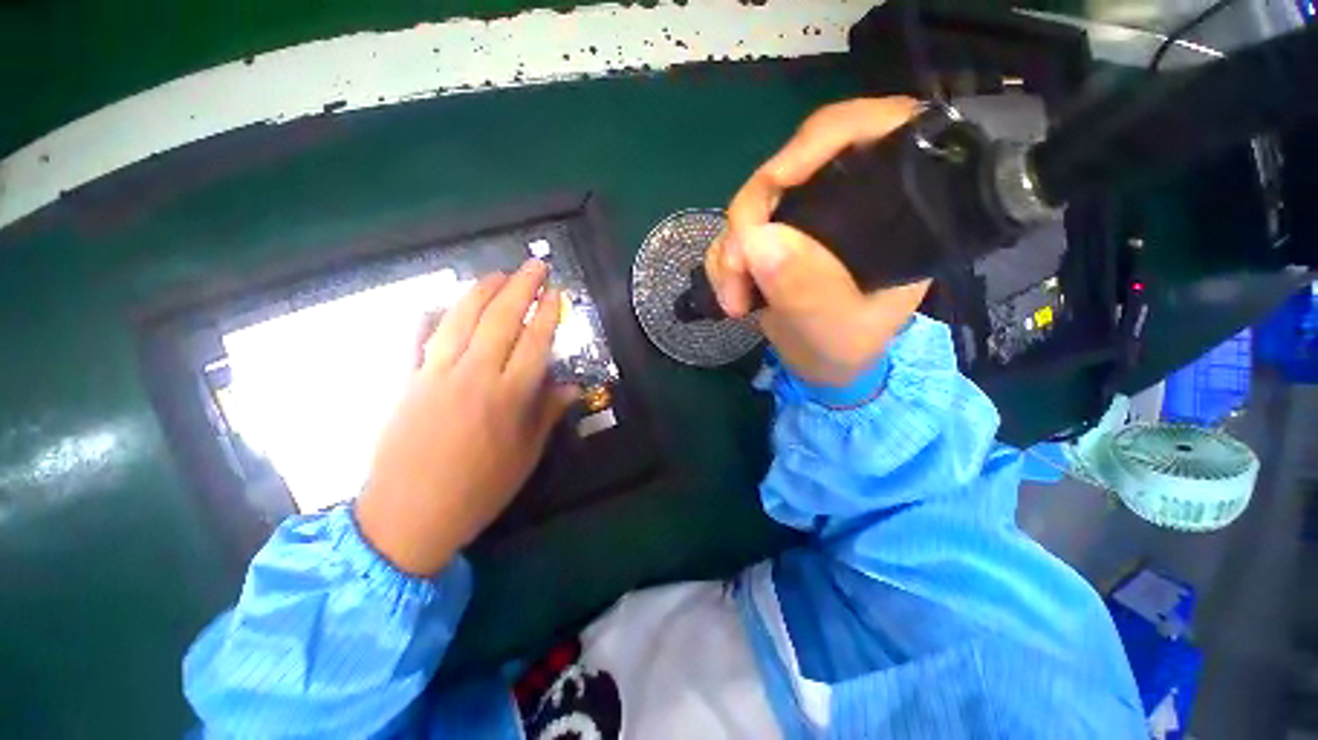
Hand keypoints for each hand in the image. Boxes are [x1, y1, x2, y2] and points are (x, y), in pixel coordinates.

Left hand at [356, 260, 577, 575]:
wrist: (408, 516)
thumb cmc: (478, 490)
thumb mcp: (525, 456)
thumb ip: (547, 414)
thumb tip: (572, 388)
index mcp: (509, 396)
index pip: (535, 342)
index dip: (548, 314)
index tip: (557, 293)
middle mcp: (474, 376)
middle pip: (501, 319)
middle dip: (521, 287)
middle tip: (535, 265)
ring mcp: (436, 374)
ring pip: (461, 319)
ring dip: (481, 291)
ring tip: (497, 274)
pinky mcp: (408, 380)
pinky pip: (420, 338)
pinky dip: (432, 316)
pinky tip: (441, 303)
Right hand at [706, 97, 931, 387]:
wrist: (820, 366)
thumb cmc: (846, 350)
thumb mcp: (836, 330)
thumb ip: (807, 290)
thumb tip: (756, 239)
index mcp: (894, 210)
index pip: (871, 131)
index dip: (820, 141)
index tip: (776, 182)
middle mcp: (848, 201)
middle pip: (791, 166)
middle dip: (751, 216)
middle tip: (737, 270)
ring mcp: (805, 218)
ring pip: (753, 202)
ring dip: (730, 249)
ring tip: (733, 299)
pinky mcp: (773, 237)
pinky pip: (734, 232)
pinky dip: (722, 260)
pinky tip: (730, 293)